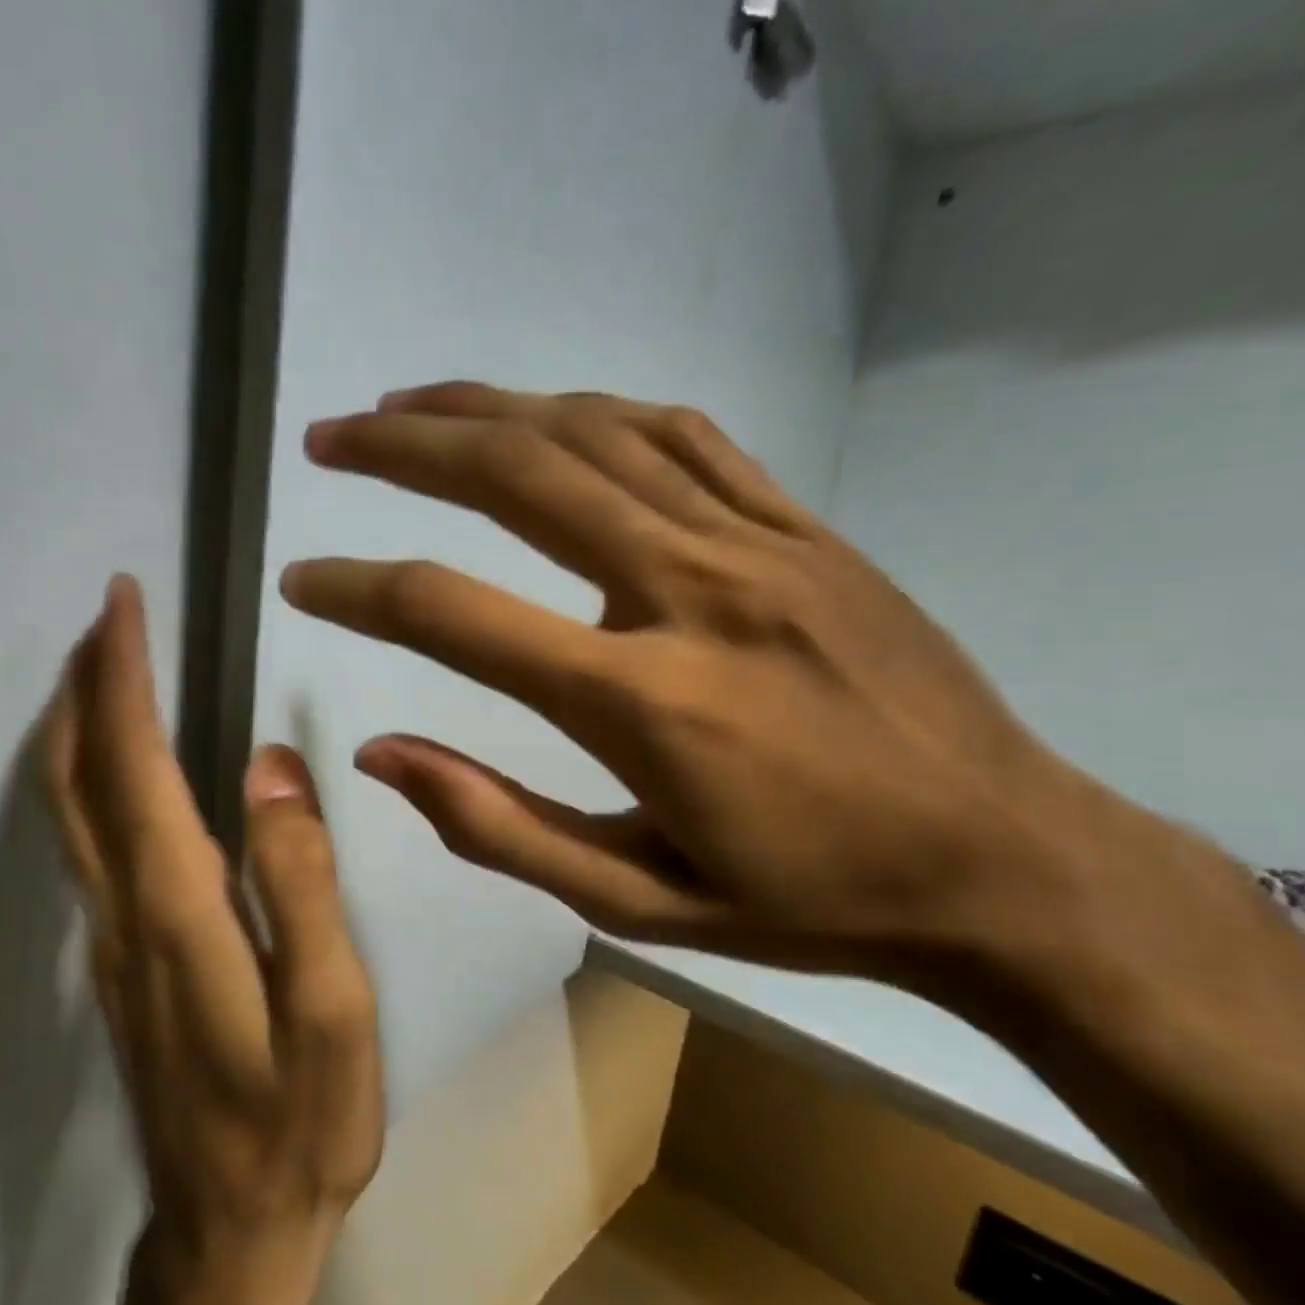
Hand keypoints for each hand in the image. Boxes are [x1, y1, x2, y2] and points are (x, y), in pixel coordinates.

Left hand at [44, 576, 381, 1304]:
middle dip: (82, 684)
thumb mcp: (332, 1005)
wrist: (231, 1232)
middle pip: (75, 778)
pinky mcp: (118, 963)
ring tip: (106, 667)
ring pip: (68, 811)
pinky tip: (121, 765)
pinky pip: (87, 844)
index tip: (121, 604)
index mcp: (177, 910)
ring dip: (77, 726)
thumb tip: (271, 766)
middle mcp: (122, 913)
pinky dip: (89, 778)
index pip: (134, 766)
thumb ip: (302, 880)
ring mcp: (109, 941)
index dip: (121, 678)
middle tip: (106, 616)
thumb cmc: (299, 1119)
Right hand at [280, 381, 1106, 992]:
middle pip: (518, 478)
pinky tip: (545, 412)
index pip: (455, 616)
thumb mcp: (633, 899)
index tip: (302, 578)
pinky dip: (596, 413)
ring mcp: (758, 545)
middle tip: (330, 438)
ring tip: (408, 404)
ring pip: (594, 435)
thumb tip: (380, 754)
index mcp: (640, 702)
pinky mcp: (806, 528)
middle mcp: (689, 593)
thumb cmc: (806, 899)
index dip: (359, 590)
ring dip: (486, 409)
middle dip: (404, 448)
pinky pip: (684, 437)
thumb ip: (495, 824)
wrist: (1002, 863)